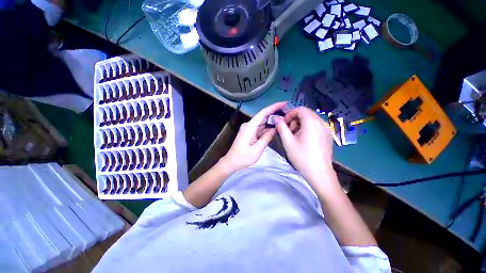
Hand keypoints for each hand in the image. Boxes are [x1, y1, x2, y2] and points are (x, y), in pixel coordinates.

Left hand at [221, 102, 286, 171]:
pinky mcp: (249, 133)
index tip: (284, 103)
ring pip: (262, 123)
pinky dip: (267, 128)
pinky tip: (275, 128)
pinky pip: (260, 128)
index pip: (263, 113)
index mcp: (250, 127)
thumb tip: (275, 129)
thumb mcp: (257, 149)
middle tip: (287, 114)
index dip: (273, 107)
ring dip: (272, 121)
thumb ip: (266, 138)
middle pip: (263, 117)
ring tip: (284, 120)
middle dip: (275, 114)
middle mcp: (249, 125)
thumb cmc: (243, 157)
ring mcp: (249, 129)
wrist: (231, 162)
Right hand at [275, 107, 334, 183]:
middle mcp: (321, 122)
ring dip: (300, 124)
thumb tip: (276, 118)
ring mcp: (326, 129)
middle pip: (305, 114)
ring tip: (294, 136)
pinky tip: (303, 139)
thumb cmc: (301, 156)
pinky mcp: (328, 136)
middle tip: (288, 131)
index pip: (300, 109)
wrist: (319, 173)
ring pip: (310, 120)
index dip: (289, 114)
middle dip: (294, 120)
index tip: (283, 124)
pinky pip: (315, 126)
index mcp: (311, 122)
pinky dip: (307, 128)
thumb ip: (281, 127)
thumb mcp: (288, 141)